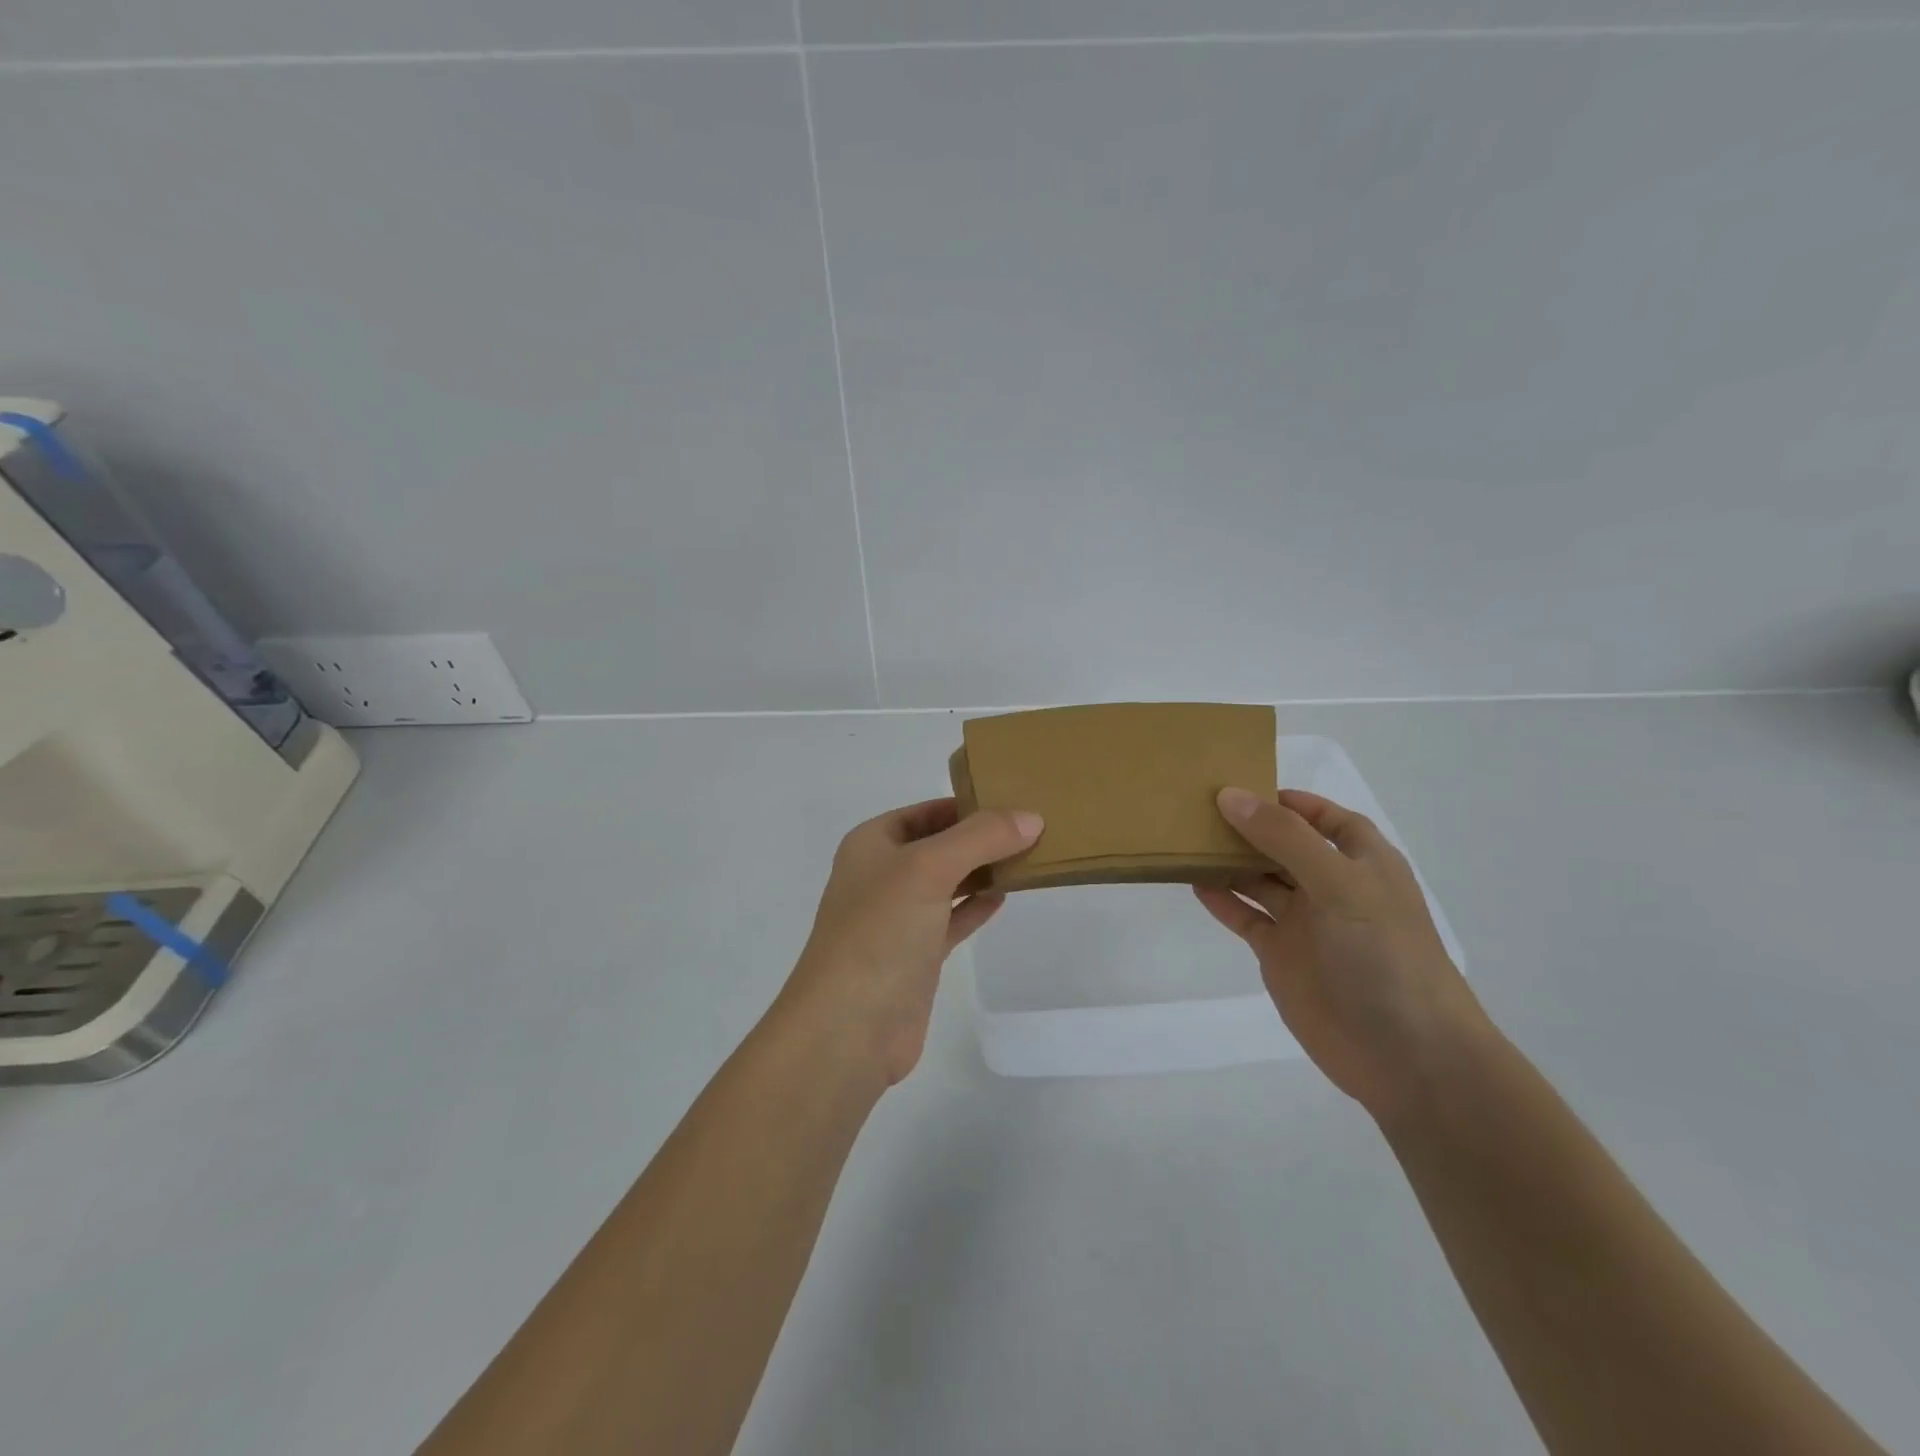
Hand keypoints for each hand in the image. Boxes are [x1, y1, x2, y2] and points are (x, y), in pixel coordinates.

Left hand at [780, 798, 1042, 1085]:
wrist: (848, 1028)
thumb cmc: (880, 932)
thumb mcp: (928, 869)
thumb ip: (980, 838)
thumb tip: (1031, 817)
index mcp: (871, 844)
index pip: (925, 811)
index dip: (966, 804)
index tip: (1014, 800)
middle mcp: (882, 876)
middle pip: (938, 845)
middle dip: (980, 838)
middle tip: (1032, 828)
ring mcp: (898, 918)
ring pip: (947, 882)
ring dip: (982, 871)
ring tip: (1029, 857)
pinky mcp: (916, 956)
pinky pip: (952, 919)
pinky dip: (976, 906)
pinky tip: (1005, 896)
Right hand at [1195, 787, 1491, 1124]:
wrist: (1405, 1054)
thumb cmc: (1383, 954)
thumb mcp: (1339, 883)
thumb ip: (1285, 838)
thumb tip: (1231, 796)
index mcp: (1361, 861)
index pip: (1325, 818)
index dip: (1290, 801)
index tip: (1243, 785)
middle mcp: (1332, 885)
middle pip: (1284, 844)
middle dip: (1249, 826)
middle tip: (1198, 806)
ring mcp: (1305, 922)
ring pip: (1260, 879)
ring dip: (1229, 860)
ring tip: (1186, 838)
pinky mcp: (1282, 955)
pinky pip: (1246, 917)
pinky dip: (1222, 900)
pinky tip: (1193, 882)